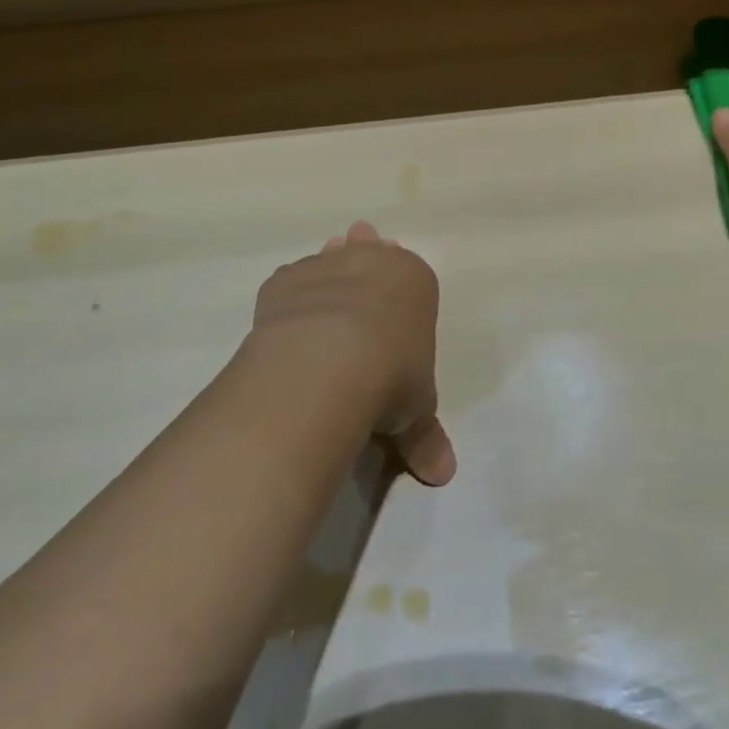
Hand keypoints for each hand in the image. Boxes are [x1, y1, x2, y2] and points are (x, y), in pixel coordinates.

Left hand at [252, 221, 455, 486]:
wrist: (328, 361)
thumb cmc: (392, 376)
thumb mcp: (416, 412)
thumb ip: (424, 436)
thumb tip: (442, 475)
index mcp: (416, 280)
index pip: (413, 278)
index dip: (402, 295)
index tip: (393, 310)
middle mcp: (373, 260)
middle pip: (370, 253)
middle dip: (365, 262)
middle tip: (354, 282)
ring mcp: (327, 265)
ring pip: (329, 260)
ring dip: (327, 274)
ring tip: (321, 300)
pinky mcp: (286, 280)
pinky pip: (290, 284)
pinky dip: (290, 301)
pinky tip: (286, 325)